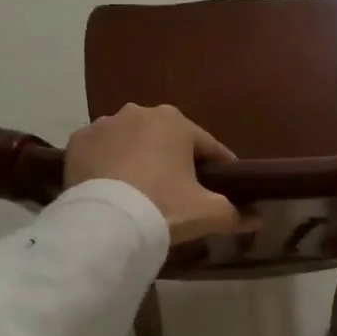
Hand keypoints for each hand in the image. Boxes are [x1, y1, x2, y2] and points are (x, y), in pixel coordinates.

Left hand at [65, 104, 253, 243]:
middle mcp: (139, 112)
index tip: (225, 189)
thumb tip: (259, 218)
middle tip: (180, 194)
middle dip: (176, 162)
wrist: (105, 223)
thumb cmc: (163, 207)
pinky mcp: (77, 142)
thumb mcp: (207, 213)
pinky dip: (109, 165)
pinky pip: (102, 152)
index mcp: (176, 121)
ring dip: (140, 160)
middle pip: (168, 141)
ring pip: (132, 143)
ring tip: (142, 192)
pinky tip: (113, 187)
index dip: (220, 170)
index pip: (208, 148)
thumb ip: (236, 213)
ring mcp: (104, 124)